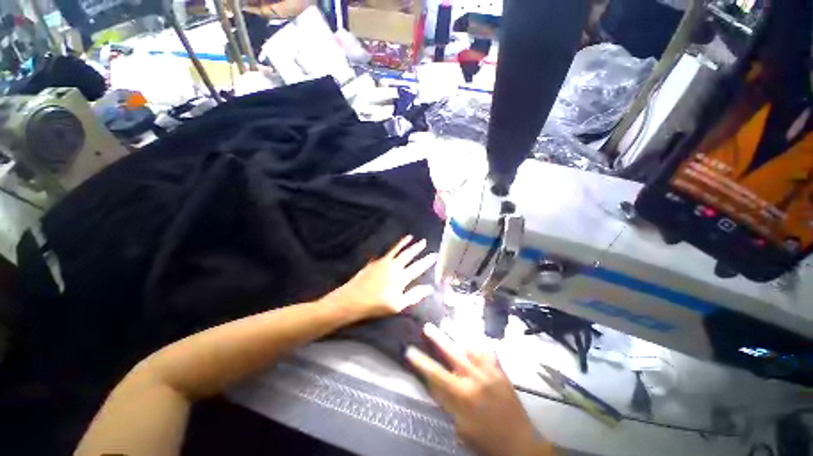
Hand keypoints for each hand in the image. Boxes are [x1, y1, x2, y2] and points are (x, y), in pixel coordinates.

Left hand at [328, 236, 436, 318]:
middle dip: (417, 248)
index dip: (427, 261)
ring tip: (410, 237)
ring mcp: (382, 263)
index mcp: (401, 277)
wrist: (352, 300)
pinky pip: (385, 253)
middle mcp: (393, 266)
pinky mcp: (374, 263)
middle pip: (408, 255)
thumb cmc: (376, 305)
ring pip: (396, 250)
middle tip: (424, 241)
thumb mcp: (398, 305)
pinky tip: (392, 247)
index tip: (434, 254)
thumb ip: (414, 295)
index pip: (418, 267)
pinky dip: (391, 249)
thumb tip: (429, 288)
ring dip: (404, 243)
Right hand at [406, 324, 555, 455]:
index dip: (421, 362)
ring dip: (457, 333)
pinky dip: (480, 341)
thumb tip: (433, 383)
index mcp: (463, 395)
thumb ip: (447, 402)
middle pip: (452, 353)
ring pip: (470, 346)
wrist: (520, 444)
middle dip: (438, 339)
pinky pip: (489, 351)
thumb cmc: (486, 440)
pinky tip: (474, 334)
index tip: (409, 350)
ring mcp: (490, 372)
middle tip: (427, 326)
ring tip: (447, 322)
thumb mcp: (461, 427)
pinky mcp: (501, 371)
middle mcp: (475, 378)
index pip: (436, 374)